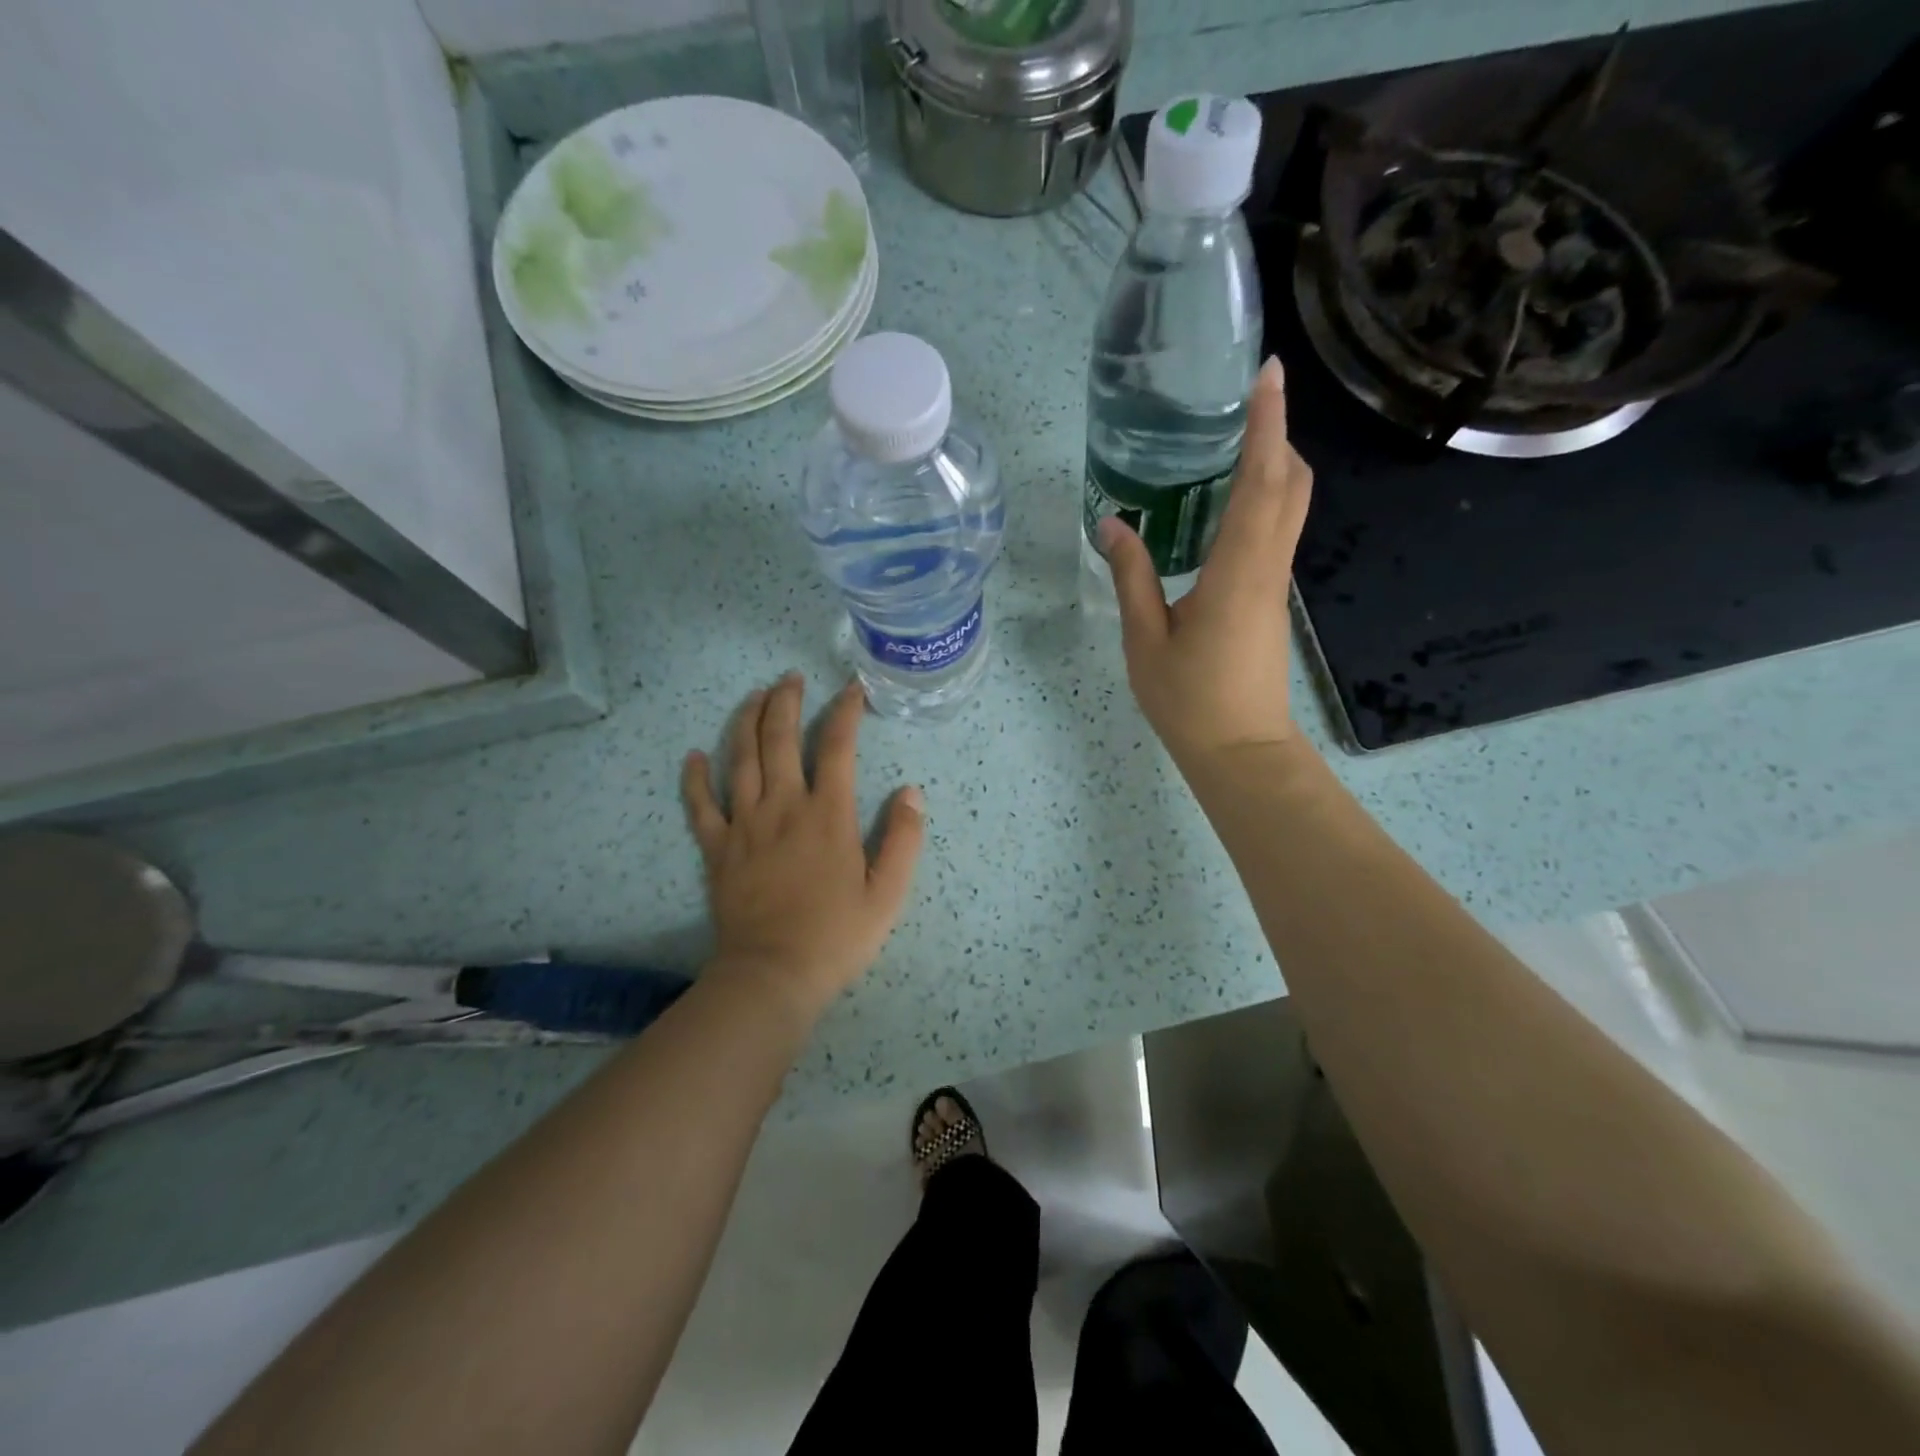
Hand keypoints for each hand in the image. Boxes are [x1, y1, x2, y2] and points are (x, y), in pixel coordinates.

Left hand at [682, 674, 924, 1018]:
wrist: (772, 976)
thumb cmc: (836, 936)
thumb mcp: (888, 893)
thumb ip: (903, 839)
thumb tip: (911, 791)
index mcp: (828, 814)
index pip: (838, 747)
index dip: (845, 712)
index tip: (852, 691)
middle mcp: (783, 806)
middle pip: (780, 738)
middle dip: (785, 701)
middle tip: (790, 678)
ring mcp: (744, 824)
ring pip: (739, 758)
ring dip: (745, 721)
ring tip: (753, 696)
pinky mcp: (716, 848)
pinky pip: (699, 804)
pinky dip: (695, 777)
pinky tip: (694, 755)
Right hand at [1099, 357, 1313, 773]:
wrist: (1240, 751)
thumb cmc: (1189, 699)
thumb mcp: (1145, 639)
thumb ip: (1131, 576)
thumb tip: (1112, 522)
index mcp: (1238, 571)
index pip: (1262, 482)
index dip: (1268, 425)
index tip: (1270, 373)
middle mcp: (1267, 567)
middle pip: (1292, 485)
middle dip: (1277, 435)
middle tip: (1244, 404)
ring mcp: (1275, 584)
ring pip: (1289, 507)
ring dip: (1272, 465)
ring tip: (1231, 442)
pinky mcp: (1269, 599)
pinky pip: (1275, 532)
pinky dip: (1262, 500)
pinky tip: (1225, 504)